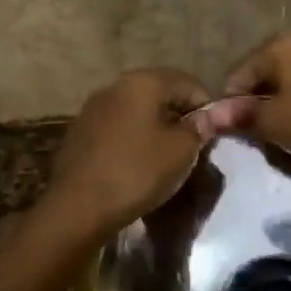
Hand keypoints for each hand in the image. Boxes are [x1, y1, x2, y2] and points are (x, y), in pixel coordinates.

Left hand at [41, 68, 211, 239]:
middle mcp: (115, 86)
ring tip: (167, 155)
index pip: (187, 82)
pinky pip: (118, 127)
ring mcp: (93, 108)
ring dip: (156, 126)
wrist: (77, 208)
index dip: (206, 106)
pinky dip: (134, 138)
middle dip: (180, 114)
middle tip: (193, 145)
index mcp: (142, 82)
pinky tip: (138, 163)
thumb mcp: (180, 152)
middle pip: (159, 92)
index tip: (213, 134)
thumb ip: (197, 129)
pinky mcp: (80, 132)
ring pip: (137, 110)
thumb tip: (204, 118)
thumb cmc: (136, 172)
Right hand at [209, 33, 290, 165]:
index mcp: (281, 44)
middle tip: (258, 134)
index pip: (239, 73)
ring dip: (282, 104)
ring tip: (284, 132)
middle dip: (258, 102)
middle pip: (266, 73)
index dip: (231, 104)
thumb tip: (211, 115)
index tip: (234, 131)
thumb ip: (242, 116)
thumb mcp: (274, 123)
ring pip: (290, 80)